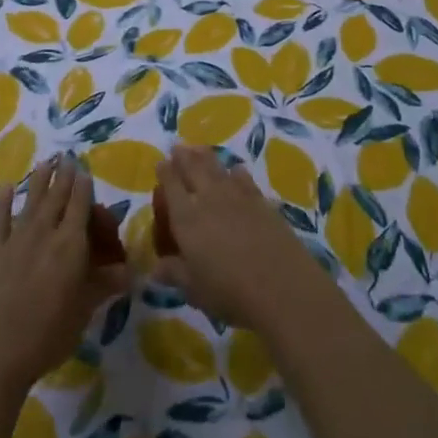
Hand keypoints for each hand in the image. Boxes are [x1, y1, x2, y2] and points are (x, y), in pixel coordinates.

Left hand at [0, 157, 130, 392]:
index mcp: (70, 246)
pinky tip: (3, 188)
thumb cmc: (47, 335)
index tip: (84, 171)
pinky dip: (2, 202)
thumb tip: (131, 272)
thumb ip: (104, 285)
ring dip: (38, 181)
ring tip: (45, 162)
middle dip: (63, 177)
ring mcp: (14, 241)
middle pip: (56, 199)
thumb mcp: (84, 311)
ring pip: (29, 202)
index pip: (80, 207)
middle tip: (67, 158)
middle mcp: (44, 234)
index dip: (83, 188)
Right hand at [152, 145, 331, 332]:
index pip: (171, 187)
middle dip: (183, 156)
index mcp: (187, 219)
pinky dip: (236, 171)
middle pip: (194, 169)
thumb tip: (155, 269)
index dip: (165, 173)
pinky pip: (244, 179)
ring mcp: (238, 197)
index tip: (160, 163)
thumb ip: (174, 273)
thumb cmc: (229, 292)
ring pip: (218, 169)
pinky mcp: (261, 202)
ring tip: (199, 149)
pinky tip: (236, 170)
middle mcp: (209, 200)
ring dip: (206, 156)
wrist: (282, 286)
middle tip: (177, 146)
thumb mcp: (194, 289)